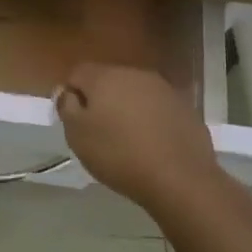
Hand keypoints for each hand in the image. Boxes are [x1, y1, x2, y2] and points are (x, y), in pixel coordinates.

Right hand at [55, 62, 224, 207]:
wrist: (179, 178)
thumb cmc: (118, 155)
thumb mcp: (77, 135)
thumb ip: (67, 107)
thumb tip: (68, 92)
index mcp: (105, 77)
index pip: (77, 73)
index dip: (70, 94)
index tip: (73, 121)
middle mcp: (135, 74)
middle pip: (108, 80)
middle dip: (100, 100)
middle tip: (98, 132)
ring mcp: (164, 89)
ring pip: (135, 94)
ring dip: (126, 109)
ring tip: (126, 140)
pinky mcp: (185, 108)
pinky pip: (158, 109)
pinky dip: (150, 121)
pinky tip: (151, 146)